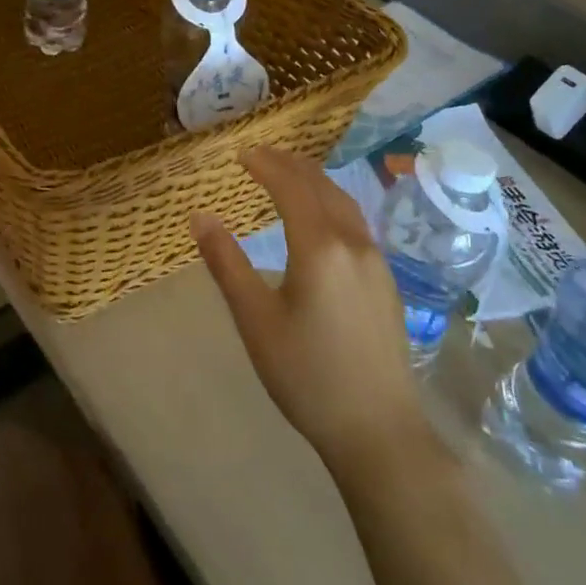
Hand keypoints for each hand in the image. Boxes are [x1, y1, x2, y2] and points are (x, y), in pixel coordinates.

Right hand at [191, 147, 429, 479]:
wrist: (378, 431)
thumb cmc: (306, 374)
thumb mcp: (255, 319)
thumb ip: (226, 263)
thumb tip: (199, 216)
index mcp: (319, 247)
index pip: (290, 187)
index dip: (265, 164)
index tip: (241, 153)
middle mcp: (352, 243)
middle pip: (321, 186)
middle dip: (289, 164)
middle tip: (260, 155)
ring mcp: (376, 262)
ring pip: (344, 202)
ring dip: (313, 180)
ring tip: (288, 174)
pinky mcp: (386, 281)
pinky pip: (355, 222)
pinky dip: (330, 201)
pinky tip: (320, 217)